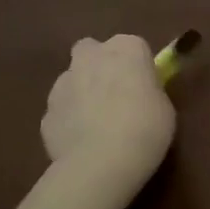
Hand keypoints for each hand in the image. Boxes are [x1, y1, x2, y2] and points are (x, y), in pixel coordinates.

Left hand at [39, 35, 175, 193]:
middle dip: (99, 66)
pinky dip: (69, 121)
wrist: (102, 162)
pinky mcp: (46, 113)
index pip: (133, 46)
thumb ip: (147, 90)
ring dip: (81, 92)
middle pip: (92, 51)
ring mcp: (62, 84)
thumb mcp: (163, 105)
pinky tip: (82, 142)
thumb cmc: (146, 127)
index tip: (144, 86)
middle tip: (114, 93)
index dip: (137, 66)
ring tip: (97, 124)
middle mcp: (91, 57)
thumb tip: (137, 92)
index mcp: (126, 48)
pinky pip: (61, 111)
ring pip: (72, 80)